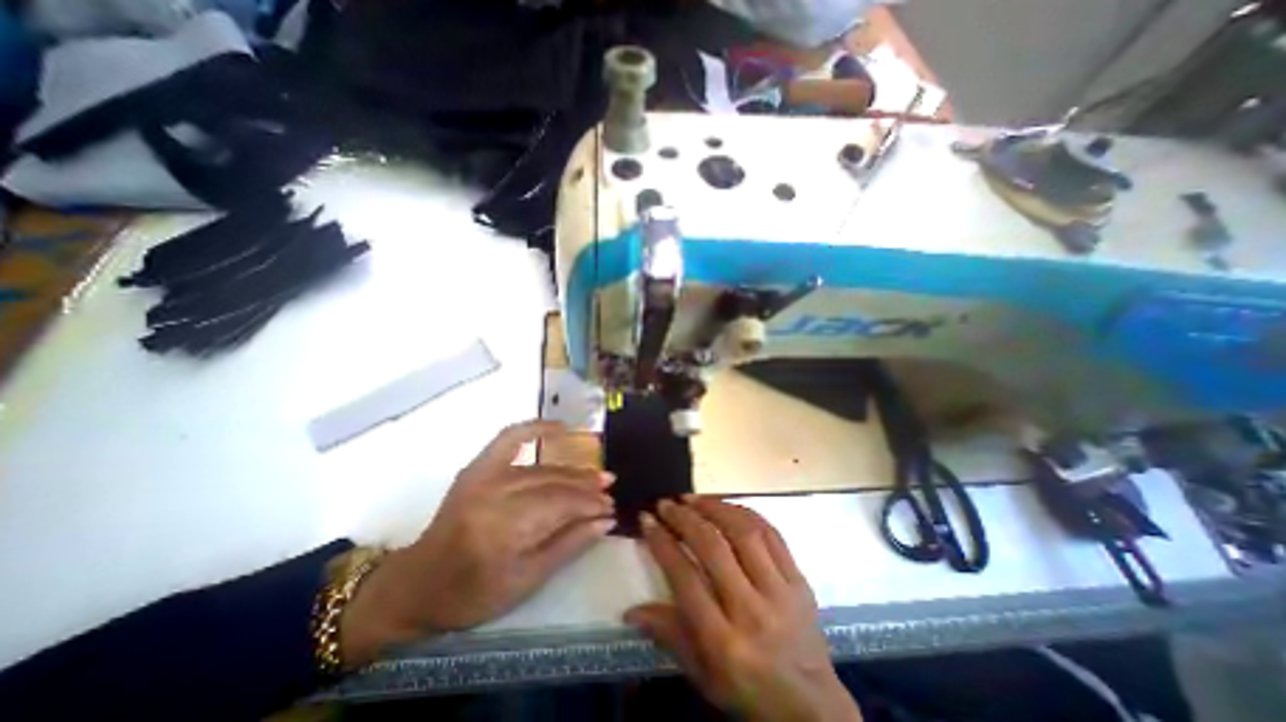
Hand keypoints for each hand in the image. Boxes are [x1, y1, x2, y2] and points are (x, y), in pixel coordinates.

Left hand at [337, 423, 615, 665]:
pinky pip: (509, 438)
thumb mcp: (525, 581)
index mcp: (502, 528)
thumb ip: (568, 545)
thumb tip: (605, 521)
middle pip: (553, 483)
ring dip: (572, 470)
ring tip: (595, 474)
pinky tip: (559, 427)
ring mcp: (483, 476)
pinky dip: (535, 428)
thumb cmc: (472, 593)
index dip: (589, 504)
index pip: (560, 505)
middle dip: (585, 487)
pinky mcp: (477, 467)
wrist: (418, 582)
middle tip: (609, 490)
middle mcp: (494, 494)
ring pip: (541, 467)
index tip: (610, 508)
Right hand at [626, 495, 857, 721]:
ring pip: (744, 532)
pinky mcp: (800, 580)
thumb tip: (630, 610)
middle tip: (666, 503)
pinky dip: (745, 512)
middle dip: (684, 518)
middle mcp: (752, 610)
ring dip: (714, 507)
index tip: (647, 520)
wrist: (813, 709)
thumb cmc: (747, 691)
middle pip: (713, 547)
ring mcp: (780, 591)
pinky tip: (727, 506)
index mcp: (723, 641)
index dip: (662, 543)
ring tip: (693, 498)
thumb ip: (668, 635)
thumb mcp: (702, 674)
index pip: (685, 578)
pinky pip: (772, 533)